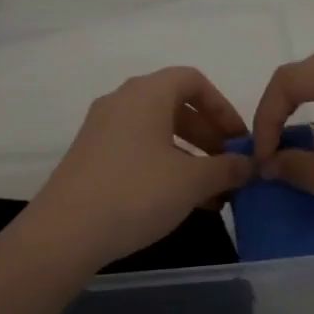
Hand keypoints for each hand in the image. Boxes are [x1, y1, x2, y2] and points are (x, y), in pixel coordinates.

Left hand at [10, 66, 253, 282]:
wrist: (65, 232)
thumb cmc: (136, 193)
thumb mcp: (192, 181)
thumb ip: (226, 168)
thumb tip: (248, 164)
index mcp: (146, 93)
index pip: (192, 81)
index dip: (222, 107)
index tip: (239, 139)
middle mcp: (121, 102)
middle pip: (175, 106)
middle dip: (208, 136)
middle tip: (229, 168)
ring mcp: (101, 130)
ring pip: (156, 132)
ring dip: (189, 156)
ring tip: (211, 193)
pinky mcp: (90, 157)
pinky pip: (137, 150)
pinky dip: (164, 167)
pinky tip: (180, 202)